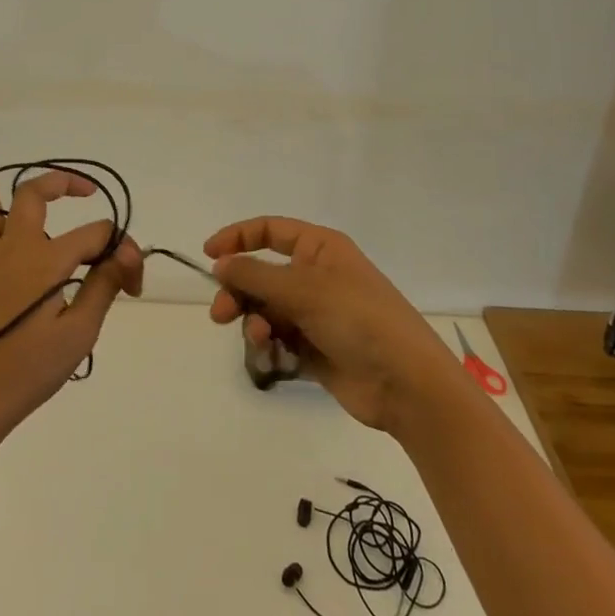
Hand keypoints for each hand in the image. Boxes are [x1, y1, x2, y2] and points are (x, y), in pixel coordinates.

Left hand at [0, 142, 142, 453]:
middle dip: (62, 183)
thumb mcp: (80, 333)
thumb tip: (125, 252)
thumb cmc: (31, 371)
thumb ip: (103, 285)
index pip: (95, 236)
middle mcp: (14, 248)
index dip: (120, 252)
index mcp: (47, 261)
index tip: (133, 282)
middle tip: (85, 190)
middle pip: (35, 196)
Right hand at [205, 217, 449, 433]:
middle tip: (220, 313)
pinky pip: (278, 338)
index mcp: (320, 248)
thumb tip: (220, 264)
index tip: (208, 255)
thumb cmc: (358, 319)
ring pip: (265, 309)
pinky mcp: (314, 348)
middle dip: (239, 292)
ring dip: (255, 322)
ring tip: (260, 340)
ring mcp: (315, 313)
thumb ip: (255, 275)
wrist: (406, 384)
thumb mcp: (303, 289)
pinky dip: (270, 346)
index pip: (269, 231)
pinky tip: (274, 358)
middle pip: (261, 275)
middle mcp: (316, 276)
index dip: (237, 238)